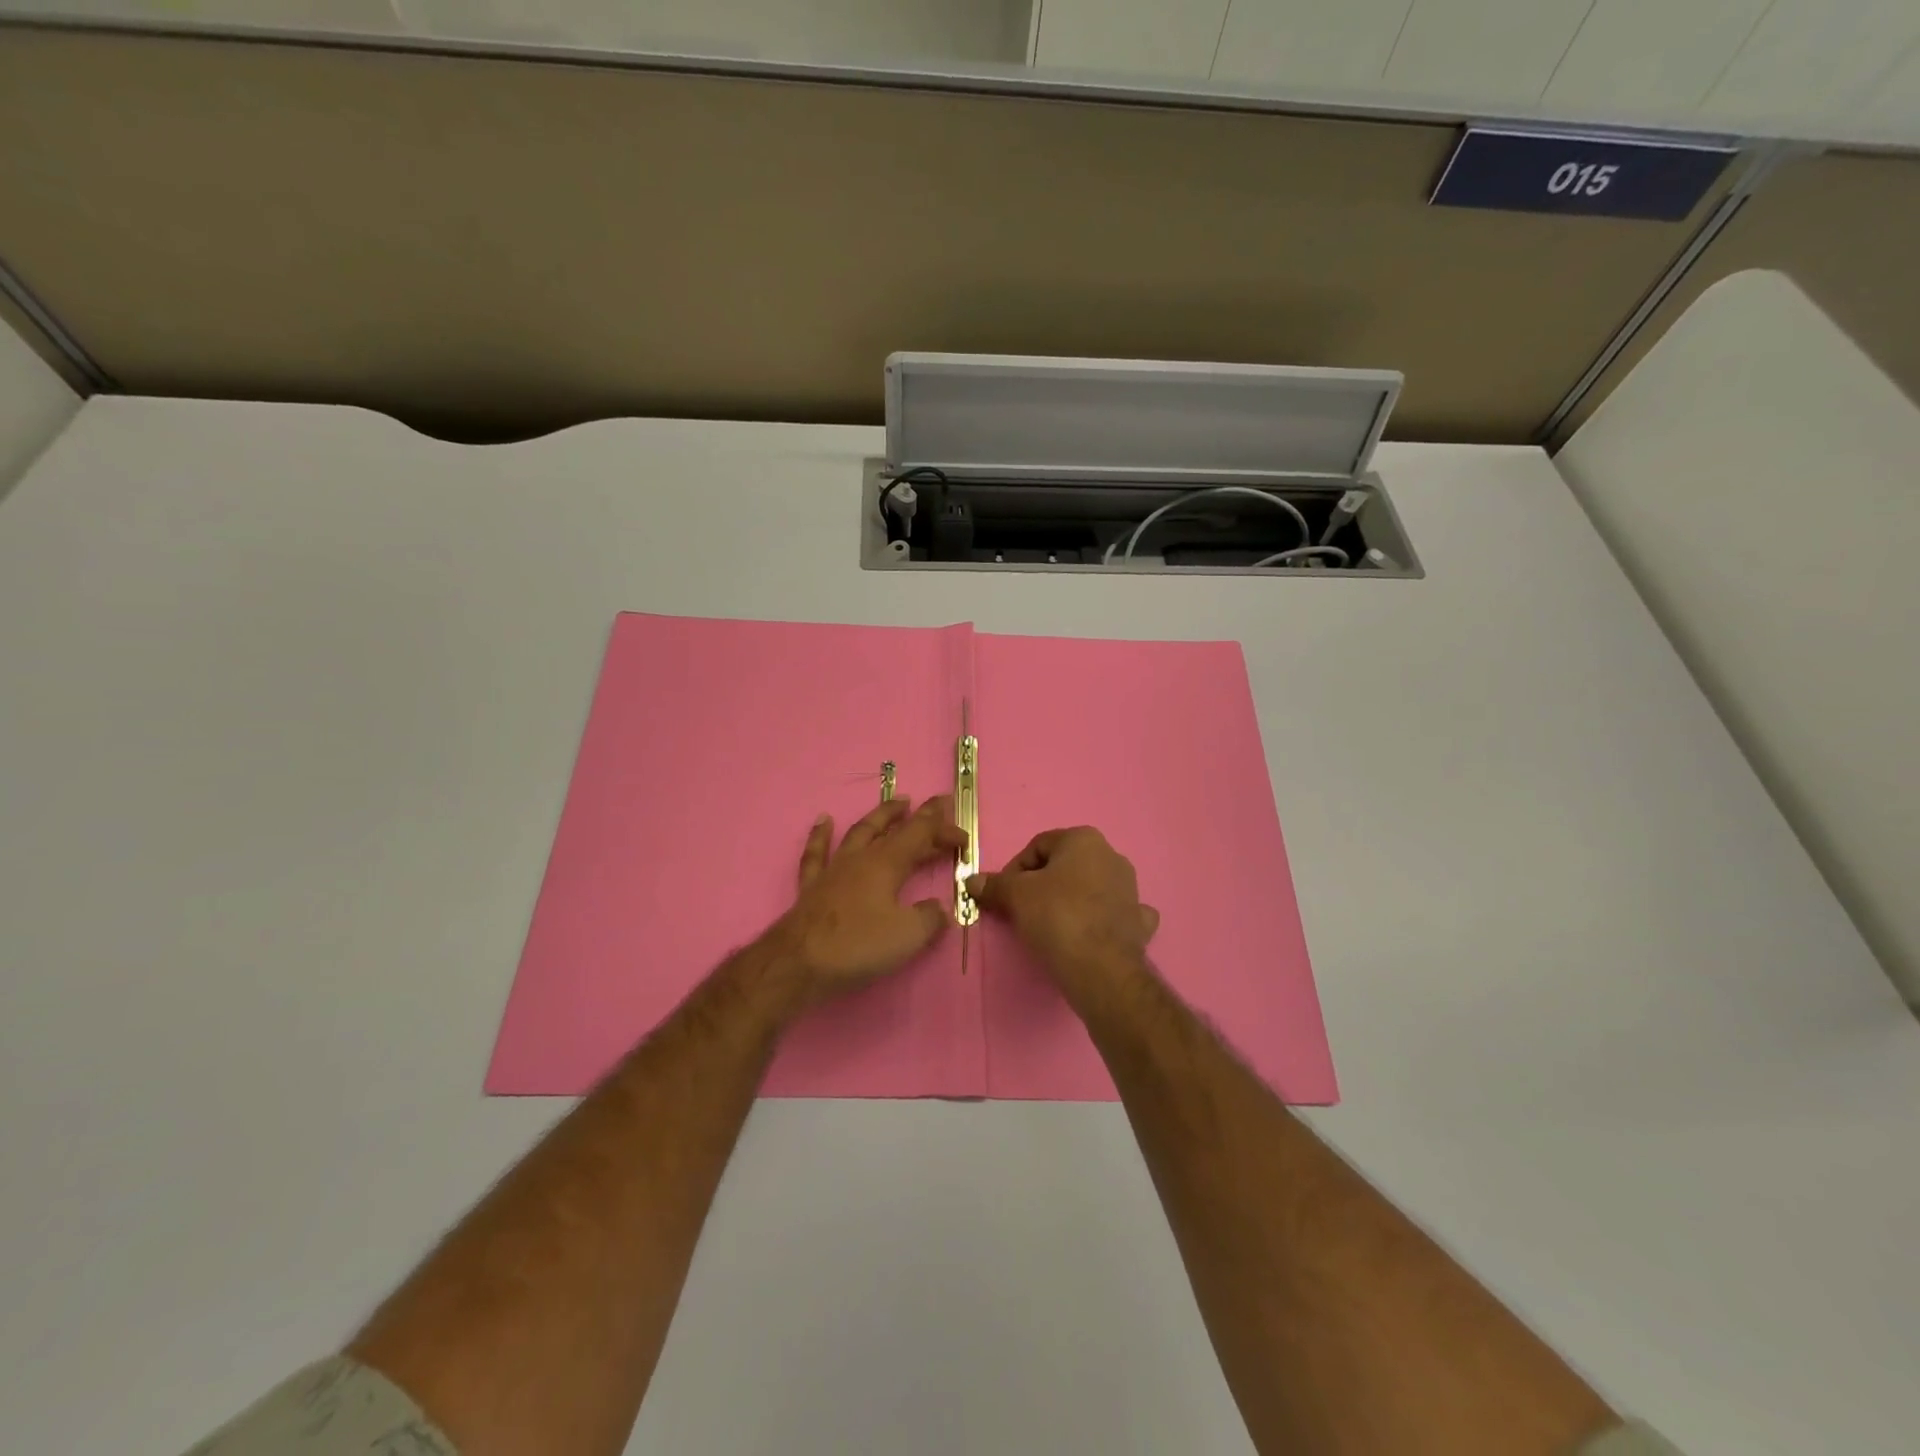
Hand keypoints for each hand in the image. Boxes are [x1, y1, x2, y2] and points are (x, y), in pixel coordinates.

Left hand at [773, 796, 967, 1006]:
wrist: (798, 962)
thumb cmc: (857, 945)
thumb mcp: (908, 936)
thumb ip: (929, 918)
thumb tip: (938, 909)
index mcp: (886, 863)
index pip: (920, 835)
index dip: (943, 830)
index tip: (963, 836)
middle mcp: (861, 858)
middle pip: (893, 828)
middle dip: (917, 816)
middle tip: (936, 805)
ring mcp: (834, 869)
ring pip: (859, 832)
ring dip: (880, 816)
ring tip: (896, 802)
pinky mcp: (813, 886)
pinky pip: (817, 852)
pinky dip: (821, 835)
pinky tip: (824, 821)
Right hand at [968, 827, 1159, 998]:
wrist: (1101, 968)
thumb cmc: (1057, 917)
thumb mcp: (1016, 896)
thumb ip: (994, 885)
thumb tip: (971, 881)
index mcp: (1084, 839)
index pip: (1038, 845)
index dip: (1015, 869)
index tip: (1004, 893)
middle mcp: (1112, 856)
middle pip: (1065, 865)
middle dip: (1043, 883)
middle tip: (1023, 909)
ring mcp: (1131, 889)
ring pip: (1091, 887)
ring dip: (1072, 899)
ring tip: (1051, 925)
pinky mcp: (1140, 921)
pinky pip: (1115, 913)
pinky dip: (1102, 920)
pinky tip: (1091, 934)